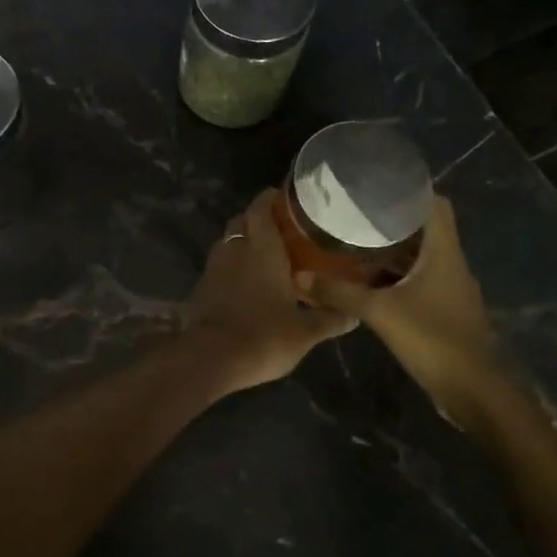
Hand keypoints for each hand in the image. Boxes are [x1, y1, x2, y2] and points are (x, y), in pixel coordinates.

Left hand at [183, 189, 356, 393]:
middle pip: (242, 221)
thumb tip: (354, 315)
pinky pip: (219, 265)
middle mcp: (235, 248)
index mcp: (262, 248)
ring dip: (242, 243)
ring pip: (228, 242)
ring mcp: (214, 266)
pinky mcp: (201, 286)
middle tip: (279, 230)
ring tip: (263, 256)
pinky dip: (231, 266)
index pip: (261, 207)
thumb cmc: (264, 335)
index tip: (284, 198)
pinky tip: (245, 282)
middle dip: (256, 220)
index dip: (270, 198)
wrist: (212, 358)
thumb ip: (329, 319)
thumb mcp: (305, 332)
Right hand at [295, 197, 501, 426]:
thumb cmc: (433, 339)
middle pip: (425, 228)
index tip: (376, 187)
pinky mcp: (444, 309)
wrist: (474, 391)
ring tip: (355, 241)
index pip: (435, 204)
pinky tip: (369, 280)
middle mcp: (450, 263)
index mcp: (443, 252)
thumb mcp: (380, 312)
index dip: (410, 191)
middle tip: (354, 213)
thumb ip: (340, 292)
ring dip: (393, 249)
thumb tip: (301, 276)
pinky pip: (419, 279)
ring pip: (421, 255)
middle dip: (392, 220)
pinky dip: (396, 274)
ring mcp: (450, 288)